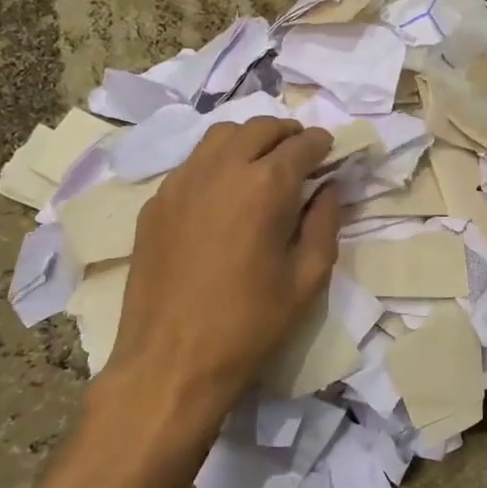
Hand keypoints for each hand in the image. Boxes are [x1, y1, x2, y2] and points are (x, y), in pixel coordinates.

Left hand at [104, 118, 338, 432]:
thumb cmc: (250, 324)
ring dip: (249, 139)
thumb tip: (328, 189)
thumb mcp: (308, 279)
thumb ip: (325, 224)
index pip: (301, 145)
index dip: (321, 144)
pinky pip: (192, 164)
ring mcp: (180, 182)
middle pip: (258, 128)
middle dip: (286, 133)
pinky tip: (223, 192)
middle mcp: (220, 170)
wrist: (172, 360)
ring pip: (220, 136)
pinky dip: (217, 162)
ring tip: (262, 163)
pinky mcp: (156, 202)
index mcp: (265, 186)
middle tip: (301, 152)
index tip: (330, 150)